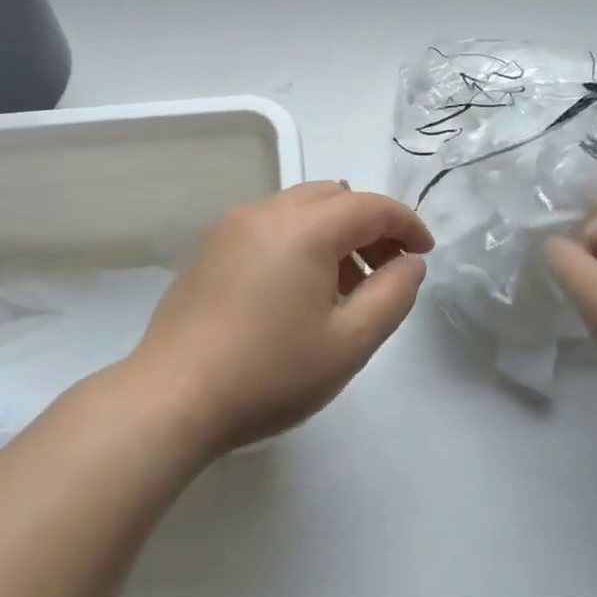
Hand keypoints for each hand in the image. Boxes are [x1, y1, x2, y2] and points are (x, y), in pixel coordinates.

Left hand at [131, 182, 432, 453]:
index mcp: (303, 229)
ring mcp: (230, 228)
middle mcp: (265, 213)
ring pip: (299, 209)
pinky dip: (298, 242)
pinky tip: (297, 293)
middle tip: (385, 273)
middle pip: (333, 197)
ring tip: (343, 291)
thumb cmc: (269, 374)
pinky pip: (268, 227)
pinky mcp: (209, 249)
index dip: (406, 225)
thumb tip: (410, 263)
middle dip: (369, 227)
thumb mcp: (349, 343)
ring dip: (333, 234)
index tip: (424, 253)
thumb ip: (392, 296)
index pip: (370, 206)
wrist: (172, 398)